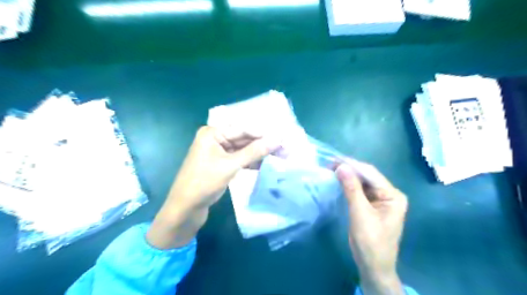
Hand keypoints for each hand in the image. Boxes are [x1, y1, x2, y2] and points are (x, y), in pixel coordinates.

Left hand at [147, 126, 279, 249]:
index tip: (282, 138)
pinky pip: (240, 159)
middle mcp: (215, 138)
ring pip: (243, 150)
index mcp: (212, 133)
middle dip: (263, 145)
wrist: (185, 208)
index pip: (243, 129)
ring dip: (260, 154)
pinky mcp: (221, 164)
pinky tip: (265, 165)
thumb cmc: (204, 183)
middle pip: (244, 139)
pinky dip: (251, 162)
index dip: (263, 134)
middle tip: (284, 149)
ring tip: (280, 157)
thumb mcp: (230, 166)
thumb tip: (277, 140)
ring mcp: (218, 152)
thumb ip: (254, 152)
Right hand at [338, 161, 406, 294]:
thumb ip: (351, 189)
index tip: (333, 159)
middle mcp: (389, 194)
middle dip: (349, 169)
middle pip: (367, 177)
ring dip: (347, 176)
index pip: (371, 174)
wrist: (373, 267)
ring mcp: (380, 200)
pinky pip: (359, 191)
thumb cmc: (370, 242)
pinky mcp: (372, 205)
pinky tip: (338, 181)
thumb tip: (341, 166)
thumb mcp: (360, 214)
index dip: (352, 165)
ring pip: (362, 183)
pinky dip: (348, 185)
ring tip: (331, 169)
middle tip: (329, 163)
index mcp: (393, 195)